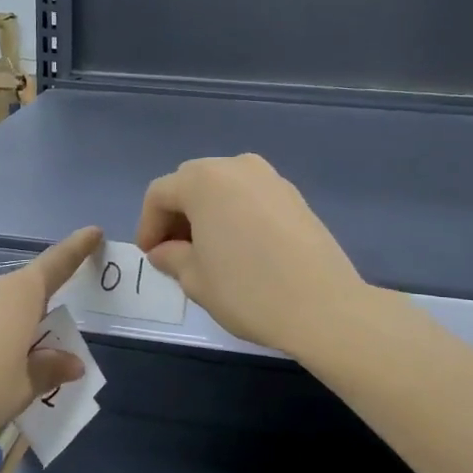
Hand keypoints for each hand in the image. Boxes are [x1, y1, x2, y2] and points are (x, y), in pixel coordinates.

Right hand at [136, 154, 363, 355]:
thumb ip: (172, 257)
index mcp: (204, 179)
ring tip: (207, 252)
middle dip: (177, 216)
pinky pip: (250, 197)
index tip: (150, 256)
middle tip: (174, 253)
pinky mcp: (294, 196)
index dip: (148, 225)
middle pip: (192, 183)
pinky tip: (240, 249)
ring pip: (223, 188)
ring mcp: (270, 178)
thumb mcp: (195, 279)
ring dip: (207, 214)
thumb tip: (164, 251)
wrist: (324, 307)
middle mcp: (236, 166)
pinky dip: (235, 215)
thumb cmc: (247, 291)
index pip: (160, 194)